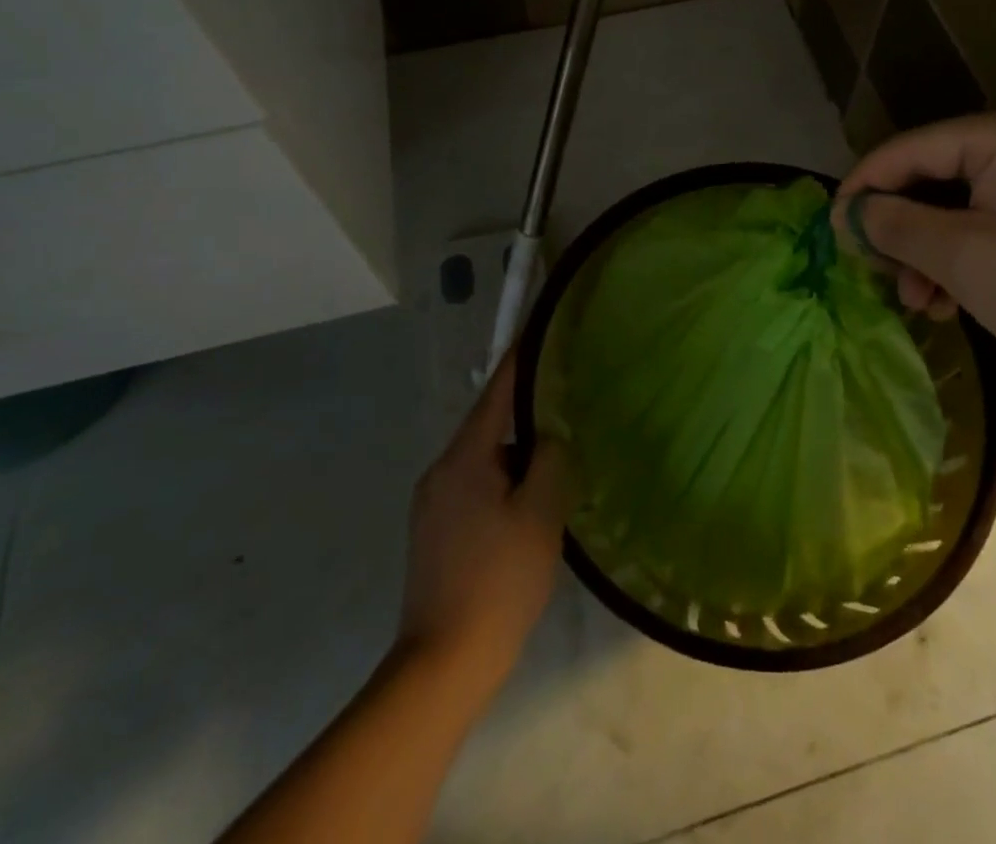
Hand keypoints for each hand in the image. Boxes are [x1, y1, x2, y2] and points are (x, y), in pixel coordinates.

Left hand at [397, 352, 570, 693]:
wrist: (441, 666)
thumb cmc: (498, 582)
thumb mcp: (540, 514)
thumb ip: (550, 460)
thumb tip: (550, 436)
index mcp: (464, 459)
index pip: (496, 392)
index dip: (519, 360)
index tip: (537, 329)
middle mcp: (440, 472)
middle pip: (489, 430)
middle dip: (526, 427)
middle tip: (565, 429)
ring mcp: (430, 504)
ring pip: (482, 464)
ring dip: (514, 466)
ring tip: (550, 486)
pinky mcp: (430, 533)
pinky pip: (472, 491)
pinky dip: (500, 490)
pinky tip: (523, 520)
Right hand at [835, 108, 995, 395]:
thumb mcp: (965, 259)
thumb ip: (897, 226)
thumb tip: (849, 213)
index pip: (910, 149)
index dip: (864, 189)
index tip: (833, 232)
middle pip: (936, 177)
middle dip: (902, 231)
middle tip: (880, 277)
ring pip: (964, 206)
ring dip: (932, 253)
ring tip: (920, 303)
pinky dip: (968, 257)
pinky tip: (955, 300)